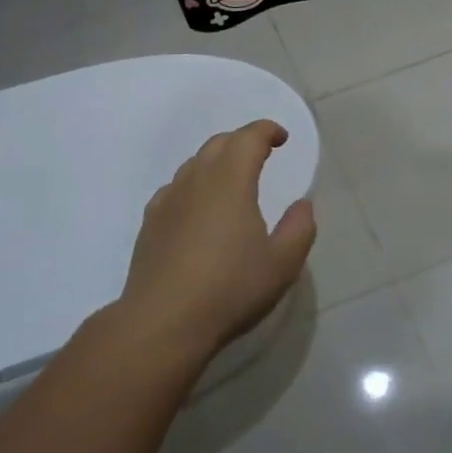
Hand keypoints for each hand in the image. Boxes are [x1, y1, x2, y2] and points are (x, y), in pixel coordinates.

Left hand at [118, 120, 317, 356]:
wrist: (163, 321)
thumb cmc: (230, 289)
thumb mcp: (282, 264)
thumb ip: (299, 228)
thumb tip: (301, 204)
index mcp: (230, 181)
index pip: (248, 138)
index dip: (267, 131)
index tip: (281, 138)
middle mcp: (195, 180)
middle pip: (218, 144)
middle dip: (242, 141)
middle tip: (261, 154)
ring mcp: (167, 200)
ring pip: (194, 164)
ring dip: (217, 162)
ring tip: (233, 181)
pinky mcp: (150, 223)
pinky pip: (175, 188)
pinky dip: (194, 185)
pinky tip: (199, 209)